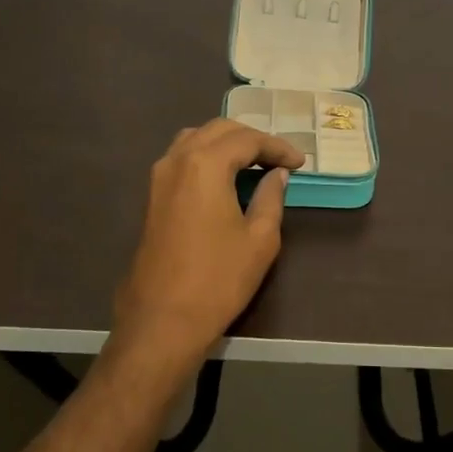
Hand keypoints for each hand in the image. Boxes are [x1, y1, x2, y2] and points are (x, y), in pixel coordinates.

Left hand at [110, 120, 302, 378]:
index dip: (277, 148)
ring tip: (254, 163)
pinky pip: (182, 158)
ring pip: (196, 139)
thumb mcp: (260, 238)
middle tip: (280, 160)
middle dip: (252, 139)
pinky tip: (225, 177)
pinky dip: (207, 156)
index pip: (247, 140)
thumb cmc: (218, 279)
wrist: (162, 321)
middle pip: (219, 130)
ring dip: (227, 144)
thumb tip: (276, 176)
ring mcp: (159, 177)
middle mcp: (177, 160)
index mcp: (205, 164)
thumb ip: (271, 197)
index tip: (300, 163)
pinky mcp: (152, 196)